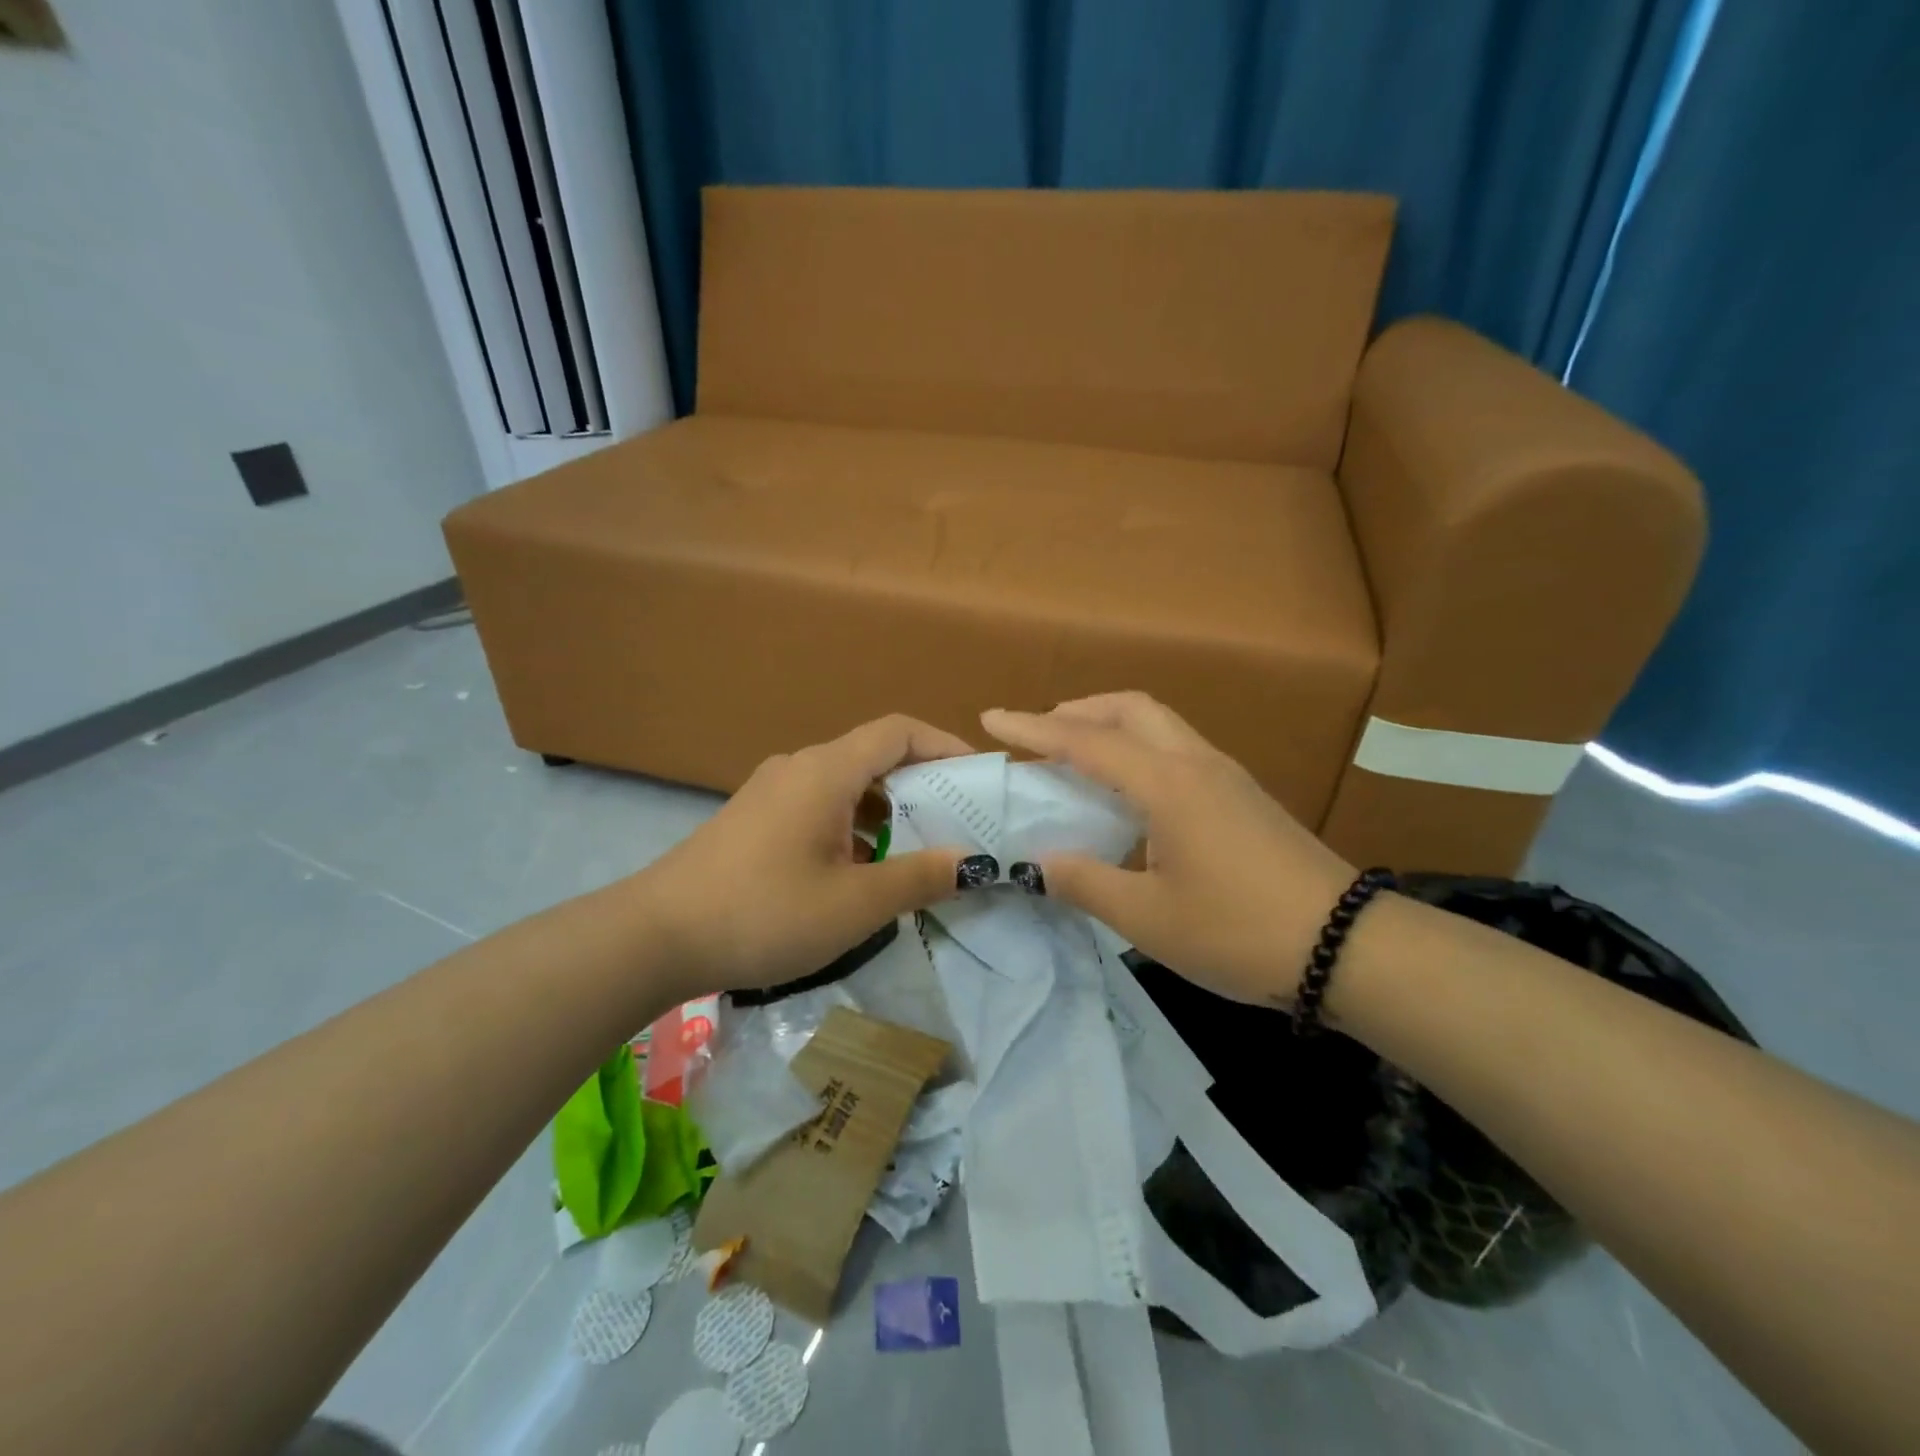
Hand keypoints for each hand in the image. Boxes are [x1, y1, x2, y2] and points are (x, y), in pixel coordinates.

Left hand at [635, 715, 969, 996]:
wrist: (654, 937)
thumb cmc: (763, 913)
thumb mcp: (854, 905)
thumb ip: (919, 879)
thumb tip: (971, 863)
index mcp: (826, 771)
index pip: (899, 731)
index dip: (945, 745)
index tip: (978, 776)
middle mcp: (799, 767)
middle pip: (874, 755)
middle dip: (922, 783)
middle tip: (958, 822)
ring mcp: (772, 791)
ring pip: (846, 783)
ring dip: (887, 809)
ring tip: (917, 850)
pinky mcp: (755, 818)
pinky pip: (819, 804)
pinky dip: (853, 824)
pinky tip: (860, 869)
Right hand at [982, 692, 1356, 1006]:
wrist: (1348, 947)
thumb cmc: (1239, 931)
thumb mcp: (1148, 918)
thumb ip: (1085, 883)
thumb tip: (1040, 863)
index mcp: (1167, 785)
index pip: (1086, 742)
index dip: (1034, 728)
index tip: (991, 717)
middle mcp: (1196, 764)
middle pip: (1132, 708)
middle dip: (1080, 710)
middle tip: (1042, 734)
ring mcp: (1227, 777)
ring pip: (1160, 725)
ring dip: (1112, 727)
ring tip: (1079, 760)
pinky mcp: (1244, 797)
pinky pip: (1178, 751)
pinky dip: (1140, 751)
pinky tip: (1131, 796)